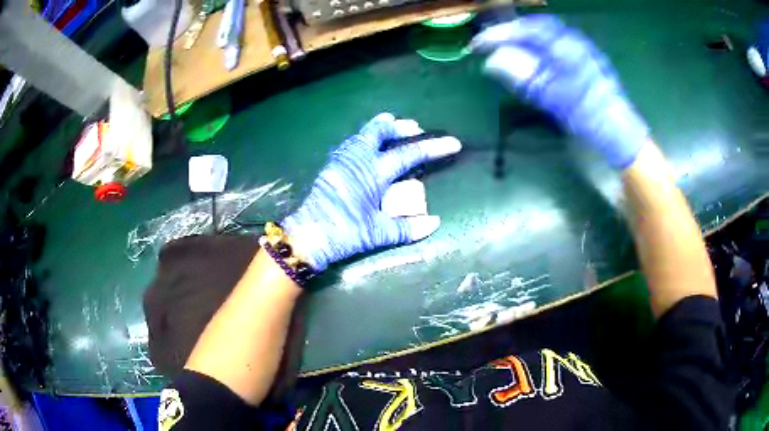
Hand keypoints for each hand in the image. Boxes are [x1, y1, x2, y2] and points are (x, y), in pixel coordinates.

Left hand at [282, 113, 461, 271]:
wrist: (308, 234)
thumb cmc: (344, 233)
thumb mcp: (378, 233)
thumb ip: (407, 228)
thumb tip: (435, 223)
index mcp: (373, 173)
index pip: (409, 154)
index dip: (432, 148)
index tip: (452, 143)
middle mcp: (357, 159)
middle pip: (379, 131)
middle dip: (399, 126)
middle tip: (414, 127)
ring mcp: (341, 160)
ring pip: (362, 134)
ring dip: (380, 129)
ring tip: (392, 127)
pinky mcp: (331, 166)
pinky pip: (352, 143)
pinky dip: (365, 138)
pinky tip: (367, 146)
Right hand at [471, 15, 648, 168]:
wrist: (618, 130)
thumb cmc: (588, 115)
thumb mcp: (553, 98)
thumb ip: (523, 76)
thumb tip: (492, 62)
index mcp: (565, 47)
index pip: (524, 30)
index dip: (497, 35)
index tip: (477, 46)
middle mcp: (572, 40)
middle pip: (534, 26)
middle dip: (509, 33)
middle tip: (490, 44)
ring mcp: (580, 47)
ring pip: (544, 32)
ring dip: (522, 38)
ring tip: (504, 48)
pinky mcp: (584, 57)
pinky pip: (554, 42)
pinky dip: (536, 45)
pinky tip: (530, 56)